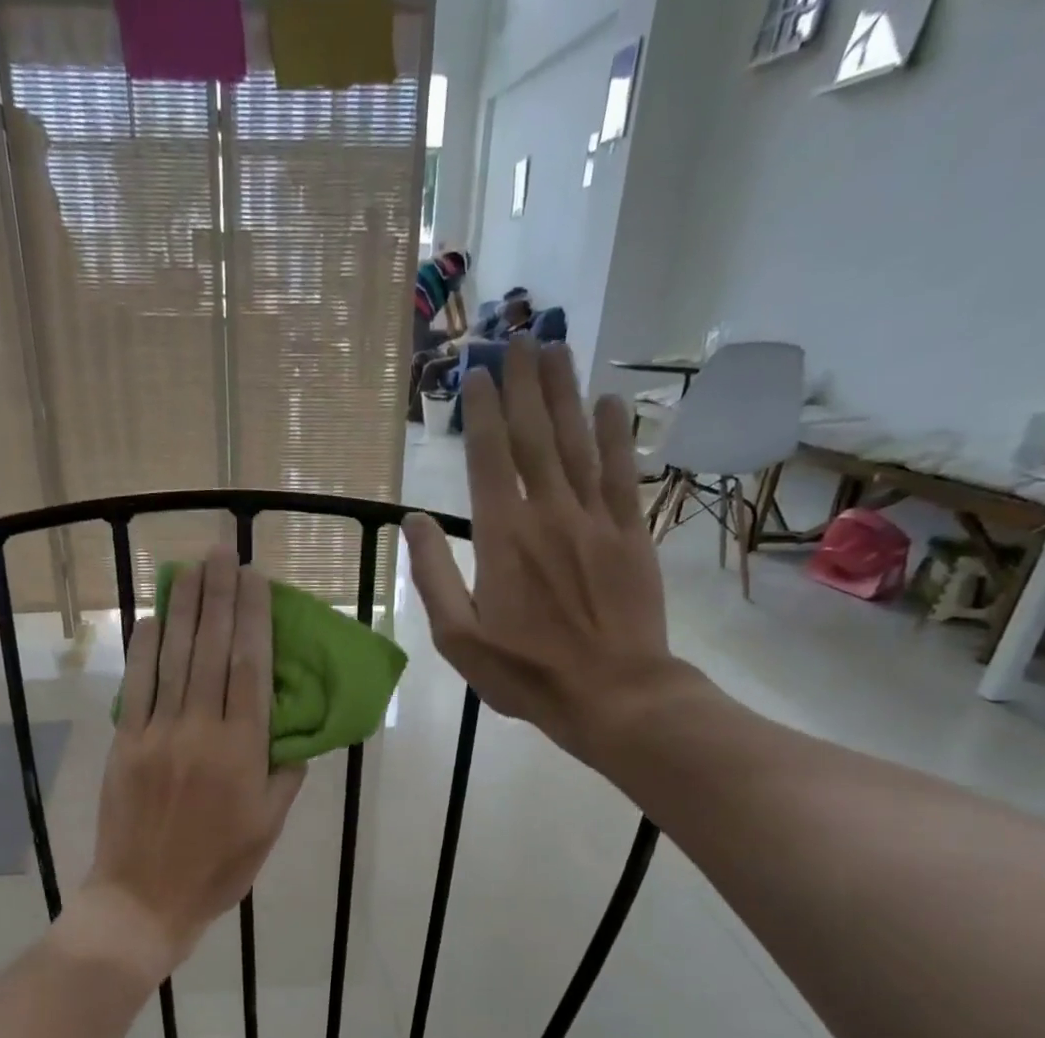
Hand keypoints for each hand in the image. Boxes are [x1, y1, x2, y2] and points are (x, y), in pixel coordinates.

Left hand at [79, 549, 304, 983]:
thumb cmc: (218, 868)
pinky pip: (137, 686)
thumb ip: (284, 774)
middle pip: (211, 651)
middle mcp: (200, 731)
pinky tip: (152, 616)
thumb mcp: (269, 827)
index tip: (255, 579)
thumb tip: (294, 732)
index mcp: (242, 752)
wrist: (144, 900)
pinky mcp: (125, 743)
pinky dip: (145, 647)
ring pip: (174, 659)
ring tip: (191, 567)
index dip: (253, 619)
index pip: (250, 669)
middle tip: (222, 551)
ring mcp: (157, 734)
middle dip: (219, 596)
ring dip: (184, 609)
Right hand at [401, 336, 687, 770]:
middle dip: (524, 383)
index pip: (489, 459)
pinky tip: (609, 402)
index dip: (483, 411)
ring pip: (576, 443)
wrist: (612, 694)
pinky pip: (621, 473)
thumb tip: (414, 521)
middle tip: (517, 335)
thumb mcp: (457, 637)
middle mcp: (549, 514)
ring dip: (564, 392)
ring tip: (555, 347)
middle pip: (534, 436)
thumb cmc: (525, 673)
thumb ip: (433, 576)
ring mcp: (595, 520)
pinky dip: (615, 435)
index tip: (477, 372)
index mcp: (502, 538)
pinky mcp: (631, 534)